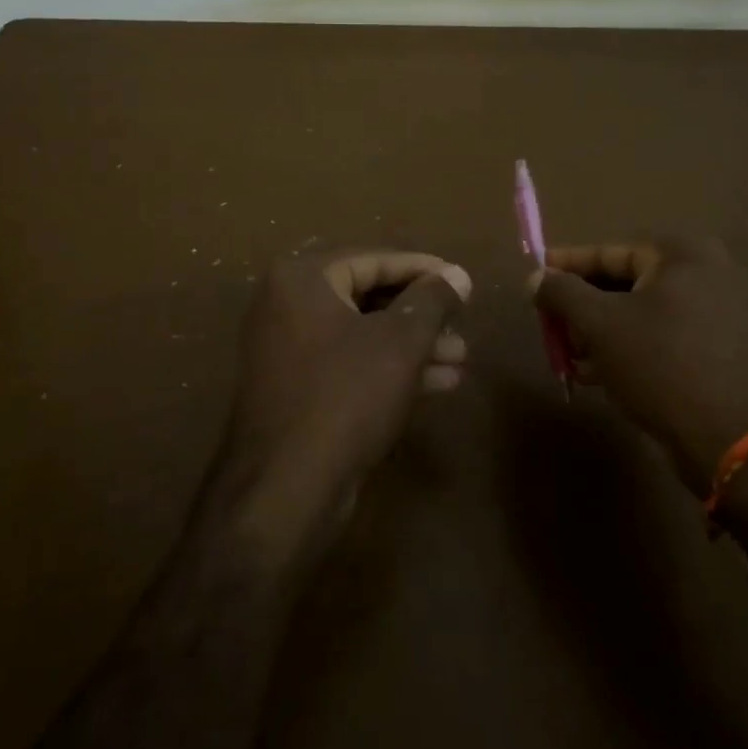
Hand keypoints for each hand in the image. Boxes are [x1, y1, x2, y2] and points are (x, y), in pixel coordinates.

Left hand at [220, 249, 471, 560]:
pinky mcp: (296, 386)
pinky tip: (438, 382)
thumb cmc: (345, 398)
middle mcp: (287, 304)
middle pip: (367, 295)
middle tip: (462, 322)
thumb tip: (457, 274)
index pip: (373, 259)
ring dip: (412, 343)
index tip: (462, 280)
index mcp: (301, 278)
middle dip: (420, 312)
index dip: (424, 269)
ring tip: (460, 356)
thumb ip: (431, 301)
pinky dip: (389, 367)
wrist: (285, 489)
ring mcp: (287, 347)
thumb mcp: (400, 343)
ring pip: (362, 332)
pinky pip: (349, 361)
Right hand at [531, 238, 747, 496]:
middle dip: (585, 307)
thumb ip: (561, 292)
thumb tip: (534, 277)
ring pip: (647, 312)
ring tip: (574, 357)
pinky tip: (605, 374)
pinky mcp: (732, 348)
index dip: (566, 266)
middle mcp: (713, 272)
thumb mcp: (598, 324)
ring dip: (606, 332)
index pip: (609, 253)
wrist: (734, 439)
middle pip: (627, 283)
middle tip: (553, 325)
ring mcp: (728, 311)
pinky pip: (670, 334)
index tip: (535, 277)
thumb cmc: (660, 365)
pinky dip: (636, 346)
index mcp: (684, 254)